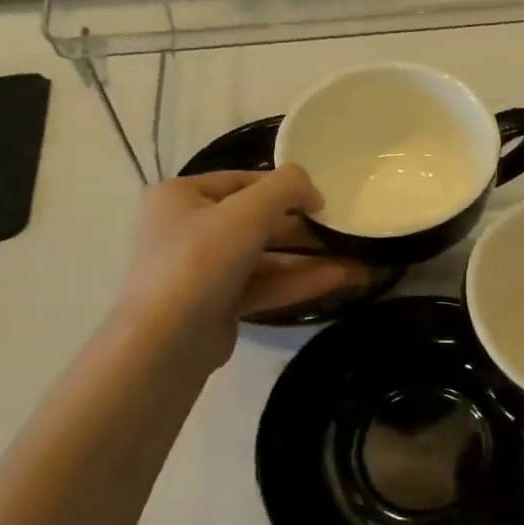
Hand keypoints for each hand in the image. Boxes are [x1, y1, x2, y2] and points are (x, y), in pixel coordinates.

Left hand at [112, 168, 367, 369]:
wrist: (165, 343)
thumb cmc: (201, 261)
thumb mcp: (248, 211)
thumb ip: (287, 187)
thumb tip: (312, 191)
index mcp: (182, 196)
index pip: (243, 181)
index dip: (286, 186)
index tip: (324, 199)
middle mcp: (188, 229)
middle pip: (258, 220)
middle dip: (305, 228)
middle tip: (346, 230)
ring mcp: (203, 270)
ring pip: (266, 257)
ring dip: (310, 258)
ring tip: (358, 261)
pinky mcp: (218, 304)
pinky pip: (264, 284)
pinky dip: (299, 281)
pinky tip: (342, 279)